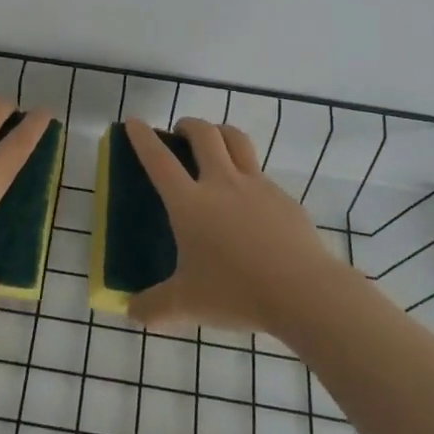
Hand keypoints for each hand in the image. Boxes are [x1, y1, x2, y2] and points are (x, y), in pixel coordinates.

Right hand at [124, 116, 347, 333]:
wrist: (303, 291)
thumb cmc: (236, 292)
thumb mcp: (186, 305)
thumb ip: (153, 307)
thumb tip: (130, 312)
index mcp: (190, 203)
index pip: (159, 160)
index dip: (143, 138)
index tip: (134, 122)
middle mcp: (221, 183)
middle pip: (203, 134)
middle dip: (188, 124)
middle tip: (180, 132)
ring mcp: (256, 185)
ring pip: (236, 139)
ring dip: (220, 132)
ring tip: (214, 142)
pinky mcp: (283, 197)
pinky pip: (261, 173)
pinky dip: (247, 172)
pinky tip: (249, 199)